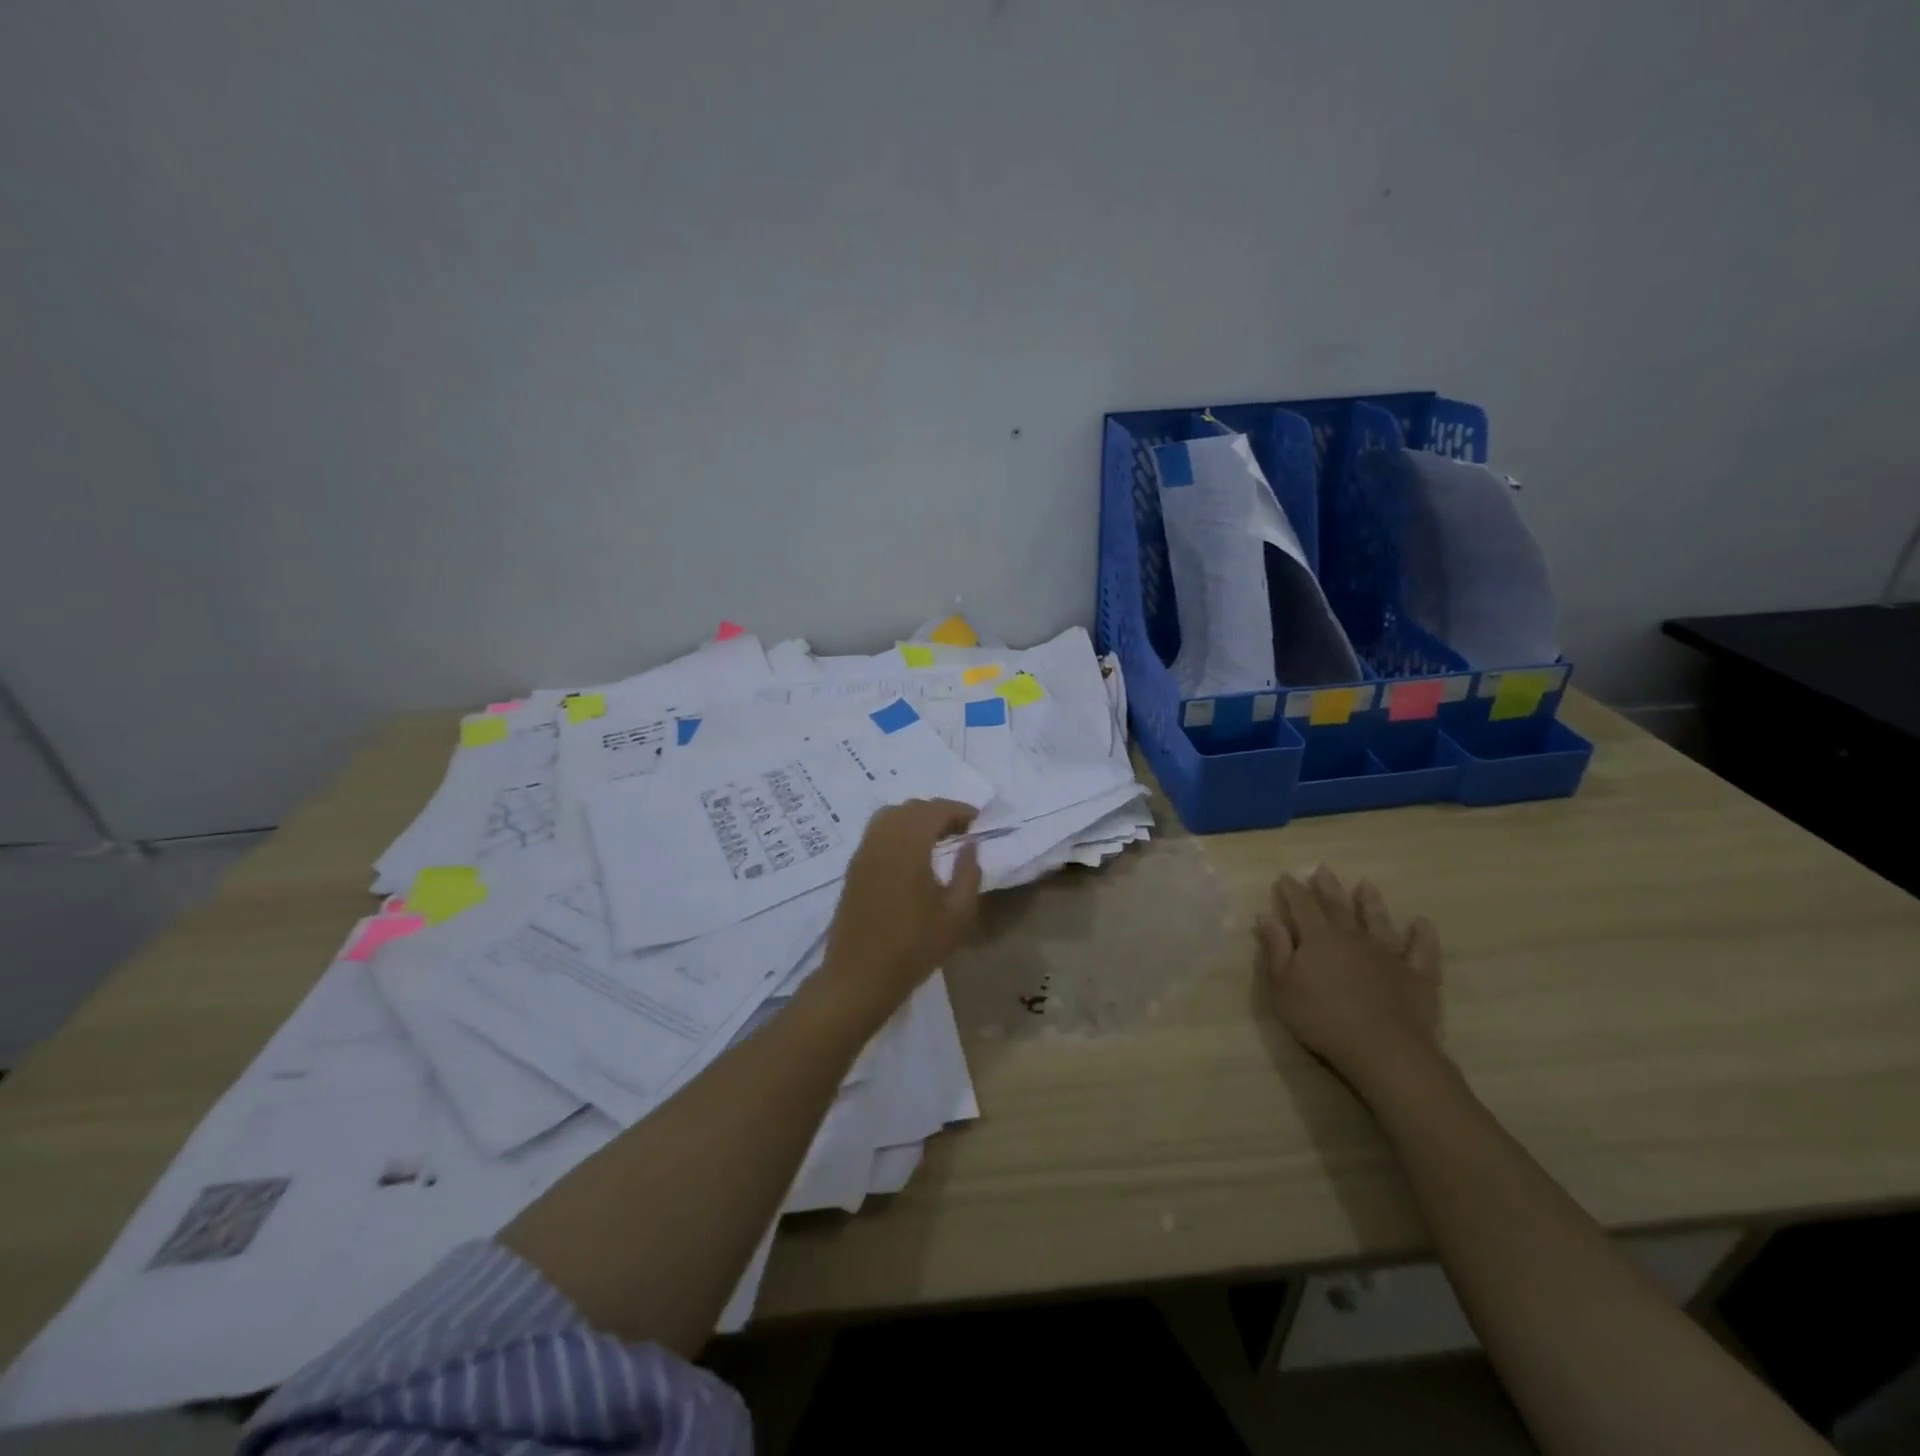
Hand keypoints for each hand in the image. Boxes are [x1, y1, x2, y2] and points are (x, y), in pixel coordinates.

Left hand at [818, 799, 982, 1028]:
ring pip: (891, 816)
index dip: (959, 810)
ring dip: (916, 819)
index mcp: (908, 845)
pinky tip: (912, 855)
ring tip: (938, 839)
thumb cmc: (914, 947)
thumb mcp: (957, 915)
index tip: (978, 821)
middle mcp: (882, 839)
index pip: (935, 810)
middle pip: (912, 808)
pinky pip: (877, 832)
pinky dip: (898, 830)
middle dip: (939, 812)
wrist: (859, 976)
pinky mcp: (854, 867)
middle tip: (962, 830)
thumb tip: (970, 845)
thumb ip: (968, 873)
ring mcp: (863, 852)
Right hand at [1255, 865, 1443, 1097]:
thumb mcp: (1282, 986)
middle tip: (1322, 868)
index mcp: (1318, 937)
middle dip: (1327, 887)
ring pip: (1378, 920)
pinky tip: (1422, 924)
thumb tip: (1266, 916)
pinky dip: (1422, 936)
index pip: (1301, 905)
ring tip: (1367, 884)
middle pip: (1338, 906)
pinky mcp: (1416, 975)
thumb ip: (1275, 949)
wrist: (1383, 1048)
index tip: (1284, 877)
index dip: (1291, 890)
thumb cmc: (1322, 1017)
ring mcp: (1388, 954)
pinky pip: (1421, 950)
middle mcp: (1353, 936)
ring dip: (1371, 902)